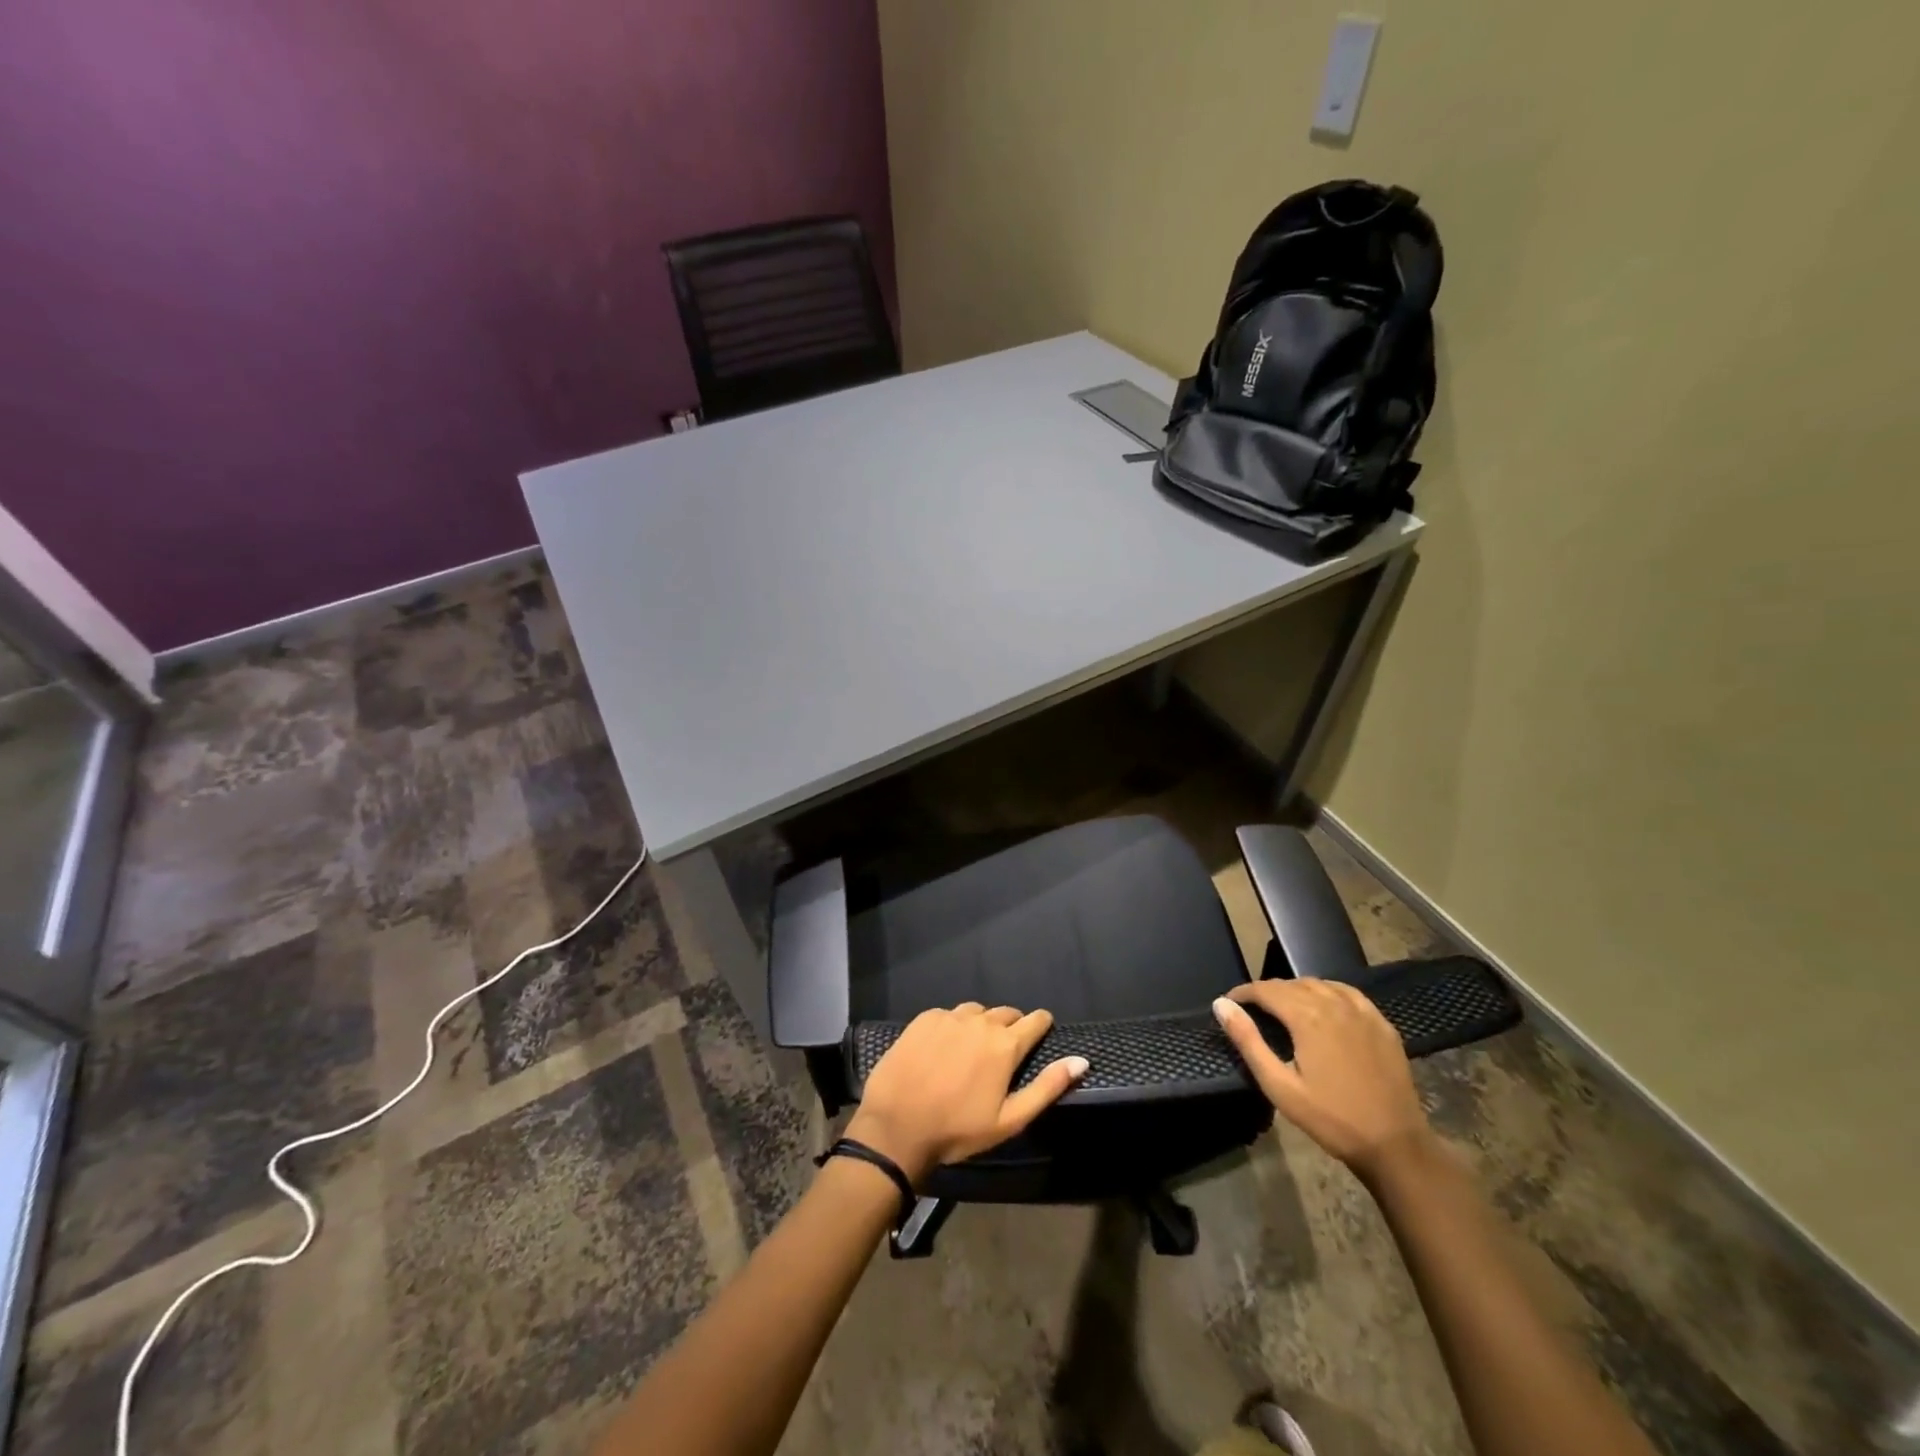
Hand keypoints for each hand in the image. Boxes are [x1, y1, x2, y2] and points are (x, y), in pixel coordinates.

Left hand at [844, 1003, 1088, 1186]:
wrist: (896, 1126)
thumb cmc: (958, 1130)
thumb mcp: (1010, 1120)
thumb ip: (1047, 1087)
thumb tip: (1081, 1060)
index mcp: (1004, 1045)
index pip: (1034, 1021)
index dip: (1041, 1025)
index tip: (1042, 1030)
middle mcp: (980, 1021)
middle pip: (1006, 1013)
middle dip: (1012, 1027)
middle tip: (1004, 1051)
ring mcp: (949, 1017)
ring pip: (976, 1012)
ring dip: (982, 1025)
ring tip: (974, 1049)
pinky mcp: (924, 1018)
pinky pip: (948, 1015)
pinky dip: (954, 1026)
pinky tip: (945, 1048)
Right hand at [1213, 978, 1430, 1178]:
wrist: (1395, 1144)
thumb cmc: (1331, 1118)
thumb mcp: (1279, 1086)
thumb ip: (1248, 1041)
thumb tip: (1221, 1005)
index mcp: (1307, 1016)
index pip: (1266, 989)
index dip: (1243, 993)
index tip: (1229, 1003)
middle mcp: (1334, 1003)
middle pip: (1291, 984)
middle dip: (1267, 992)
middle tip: (1253, 1011)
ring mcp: (1362, 1011)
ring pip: (1319, 984)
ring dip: (1295, 990)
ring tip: (1283, 1008)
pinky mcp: (1381, 1023)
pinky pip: (1347, 992)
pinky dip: (1327, 991)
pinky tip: (1323, 1006)